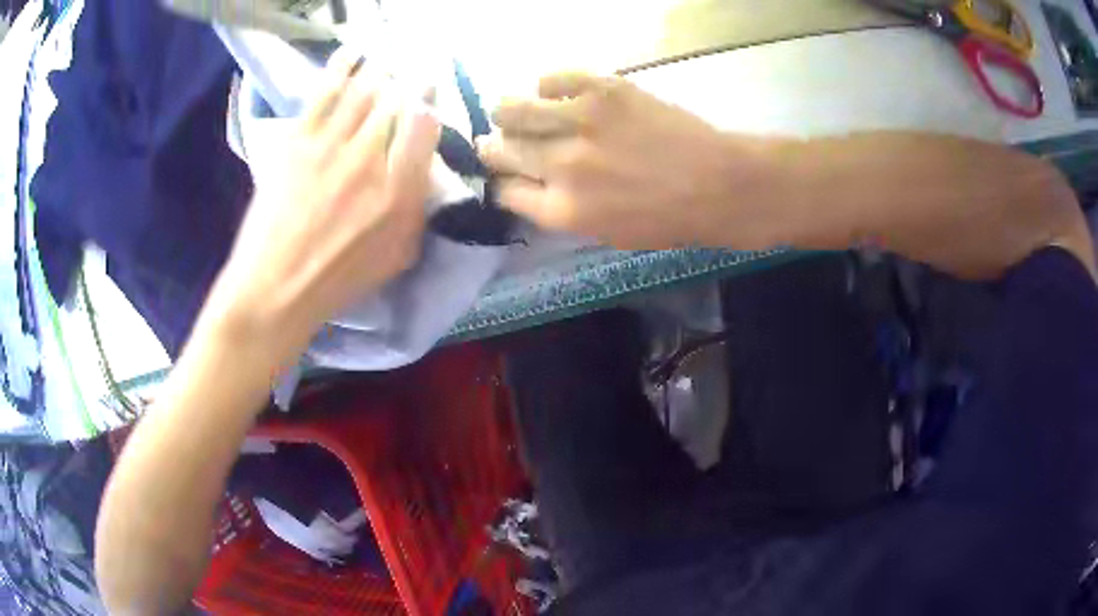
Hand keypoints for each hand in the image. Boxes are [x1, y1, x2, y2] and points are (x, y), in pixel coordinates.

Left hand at [207, 55, 440, 356]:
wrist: (275, 287)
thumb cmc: (338, 281)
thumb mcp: (397, 258)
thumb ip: (418, 211)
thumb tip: (426, 172)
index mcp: (398, 192)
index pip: (423, 127)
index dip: (430, 100)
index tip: (431, 87)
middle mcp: (369, 159)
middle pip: (395, 101)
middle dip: (407, 78)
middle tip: (412, 63)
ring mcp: (330, 146)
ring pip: (362, 92)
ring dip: (379, 68)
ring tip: (387, 54)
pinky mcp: (298, 141)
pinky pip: (324, 94)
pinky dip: (339, 68)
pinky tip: (352, 52)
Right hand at [477, 73, 776, 249]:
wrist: (720, 184)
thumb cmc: (669, 220)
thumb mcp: (608, 234)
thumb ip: (561, 211)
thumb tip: (530, 185)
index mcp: (563, 211)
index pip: (503, 190)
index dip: (500, 181)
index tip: (506, 174)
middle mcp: (561, 166)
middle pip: (499, 150)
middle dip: (495, 149)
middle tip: (505, 143)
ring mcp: (580, 121)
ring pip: (511, 109)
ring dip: (509, 114)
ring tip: (520, 114)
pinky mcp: (602, 89)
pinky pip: (550, 79)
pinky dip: (547, 87)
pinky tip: (556, 96)